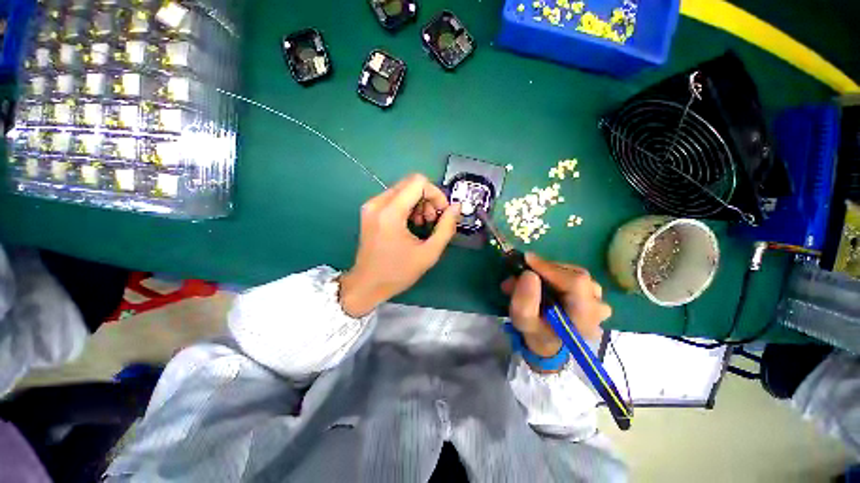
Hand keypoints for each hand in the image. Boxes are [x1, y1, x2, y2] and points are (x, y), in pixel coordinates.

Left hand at [339, 174, 461, 316]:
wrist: (367, 284)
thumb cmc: (398, 272)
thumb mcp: (429, 253)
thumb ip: (446, 228)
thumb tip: (456, 207)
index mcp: (390, 212)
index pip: (419, 182)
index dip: (436, 194)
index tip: (441, 213)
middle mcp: (378, 203)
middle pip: (411, 183)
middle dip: (428, 198)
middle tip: (432, 220)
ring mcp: (371, 206)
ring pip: (403, 189)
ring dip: (418, 203)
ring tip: (422, 223)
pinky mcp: (370, 211)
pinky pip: (394, 197)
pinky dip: (407, 206)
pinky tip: (410, 223)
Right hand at [502, 253, 610, 359]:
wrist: (549, 342)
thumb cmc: (536, 333)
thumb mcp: (523, 321)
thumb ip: (524, 301)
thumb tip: (528, 273)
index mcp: (585, 318)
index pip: (576, 283)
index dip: (550, 268)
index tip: (526, 260)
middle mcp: (598, 307)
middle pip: (574, 275)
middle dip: (543, 270)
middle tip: (520, 272)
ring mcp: (599, 299)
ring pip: (573, 272)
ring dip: (548, 271)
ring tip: (528, 278)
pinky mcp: (593, 293)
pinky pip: (573, 274)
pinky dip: (554, 273)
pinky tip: (541, 280)